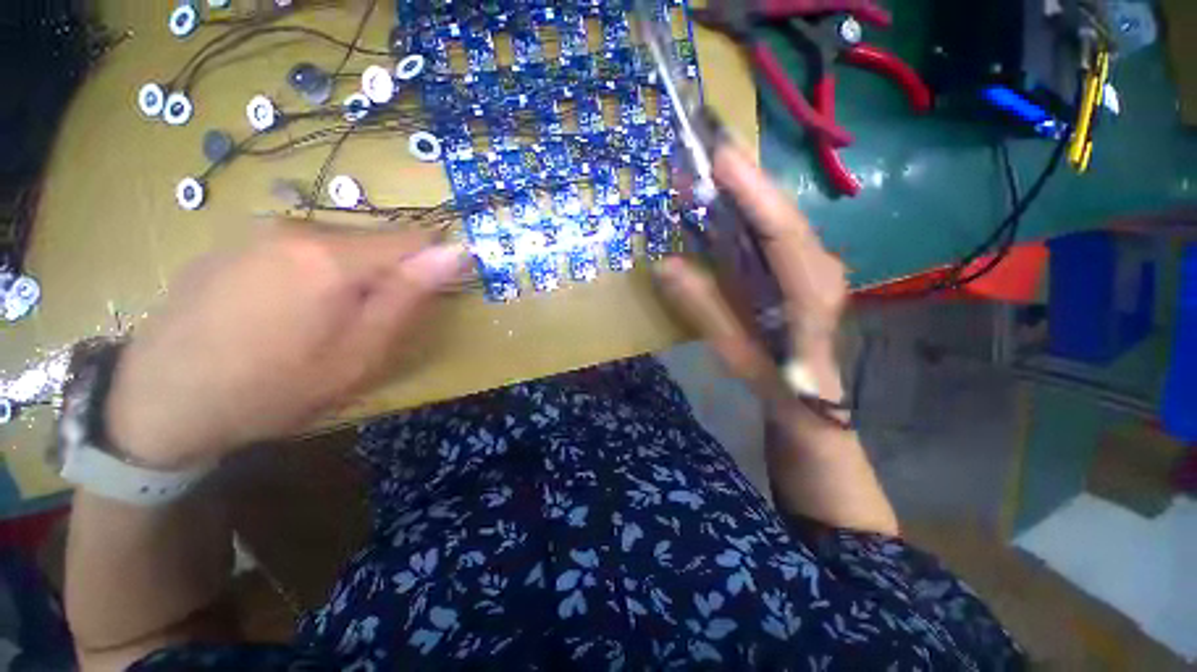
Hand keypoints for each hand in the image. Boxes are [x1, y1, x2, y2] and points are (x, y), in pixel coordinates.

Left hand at [106, 225, 467, 468]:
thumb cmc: (273, 387)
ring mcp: (256, 232)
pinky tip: (282, 314)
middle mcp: (296, 228)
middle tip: (368, 325)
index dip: (435, 262)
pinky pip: (297, 250)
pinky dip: (311, 274)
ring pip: (336, 246)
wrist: (158, 403)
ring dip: (349, 277)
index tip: (433, 294)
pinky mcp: (231, 244)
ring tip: (323, 324)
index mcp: (333, 256)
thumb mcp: (359, 353)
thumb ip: (408, 295)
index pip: (414, 239)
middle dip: (387, 275)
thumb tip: (455, 253)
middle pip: (373, 242)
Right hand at [654, 144, 848, 400]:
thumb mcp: (737, 351)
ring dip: (745, 191)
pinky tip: (724, 203)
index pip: (781, 227)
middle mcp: (819, 264)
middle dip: (745, 178)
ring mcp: (812, 263)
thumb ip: (704, 308)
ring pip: (777, 217)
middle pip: (781, 211)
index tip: (720, 154)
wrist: (812, 400)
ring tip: (711, 166)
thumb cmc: (778, 382)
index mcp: (811, 287)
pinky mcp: (799, 268)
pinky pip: (772, 232)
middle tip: (708, 146)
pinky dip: (748, 213)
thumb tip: (664, 266)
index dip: (750, 189)